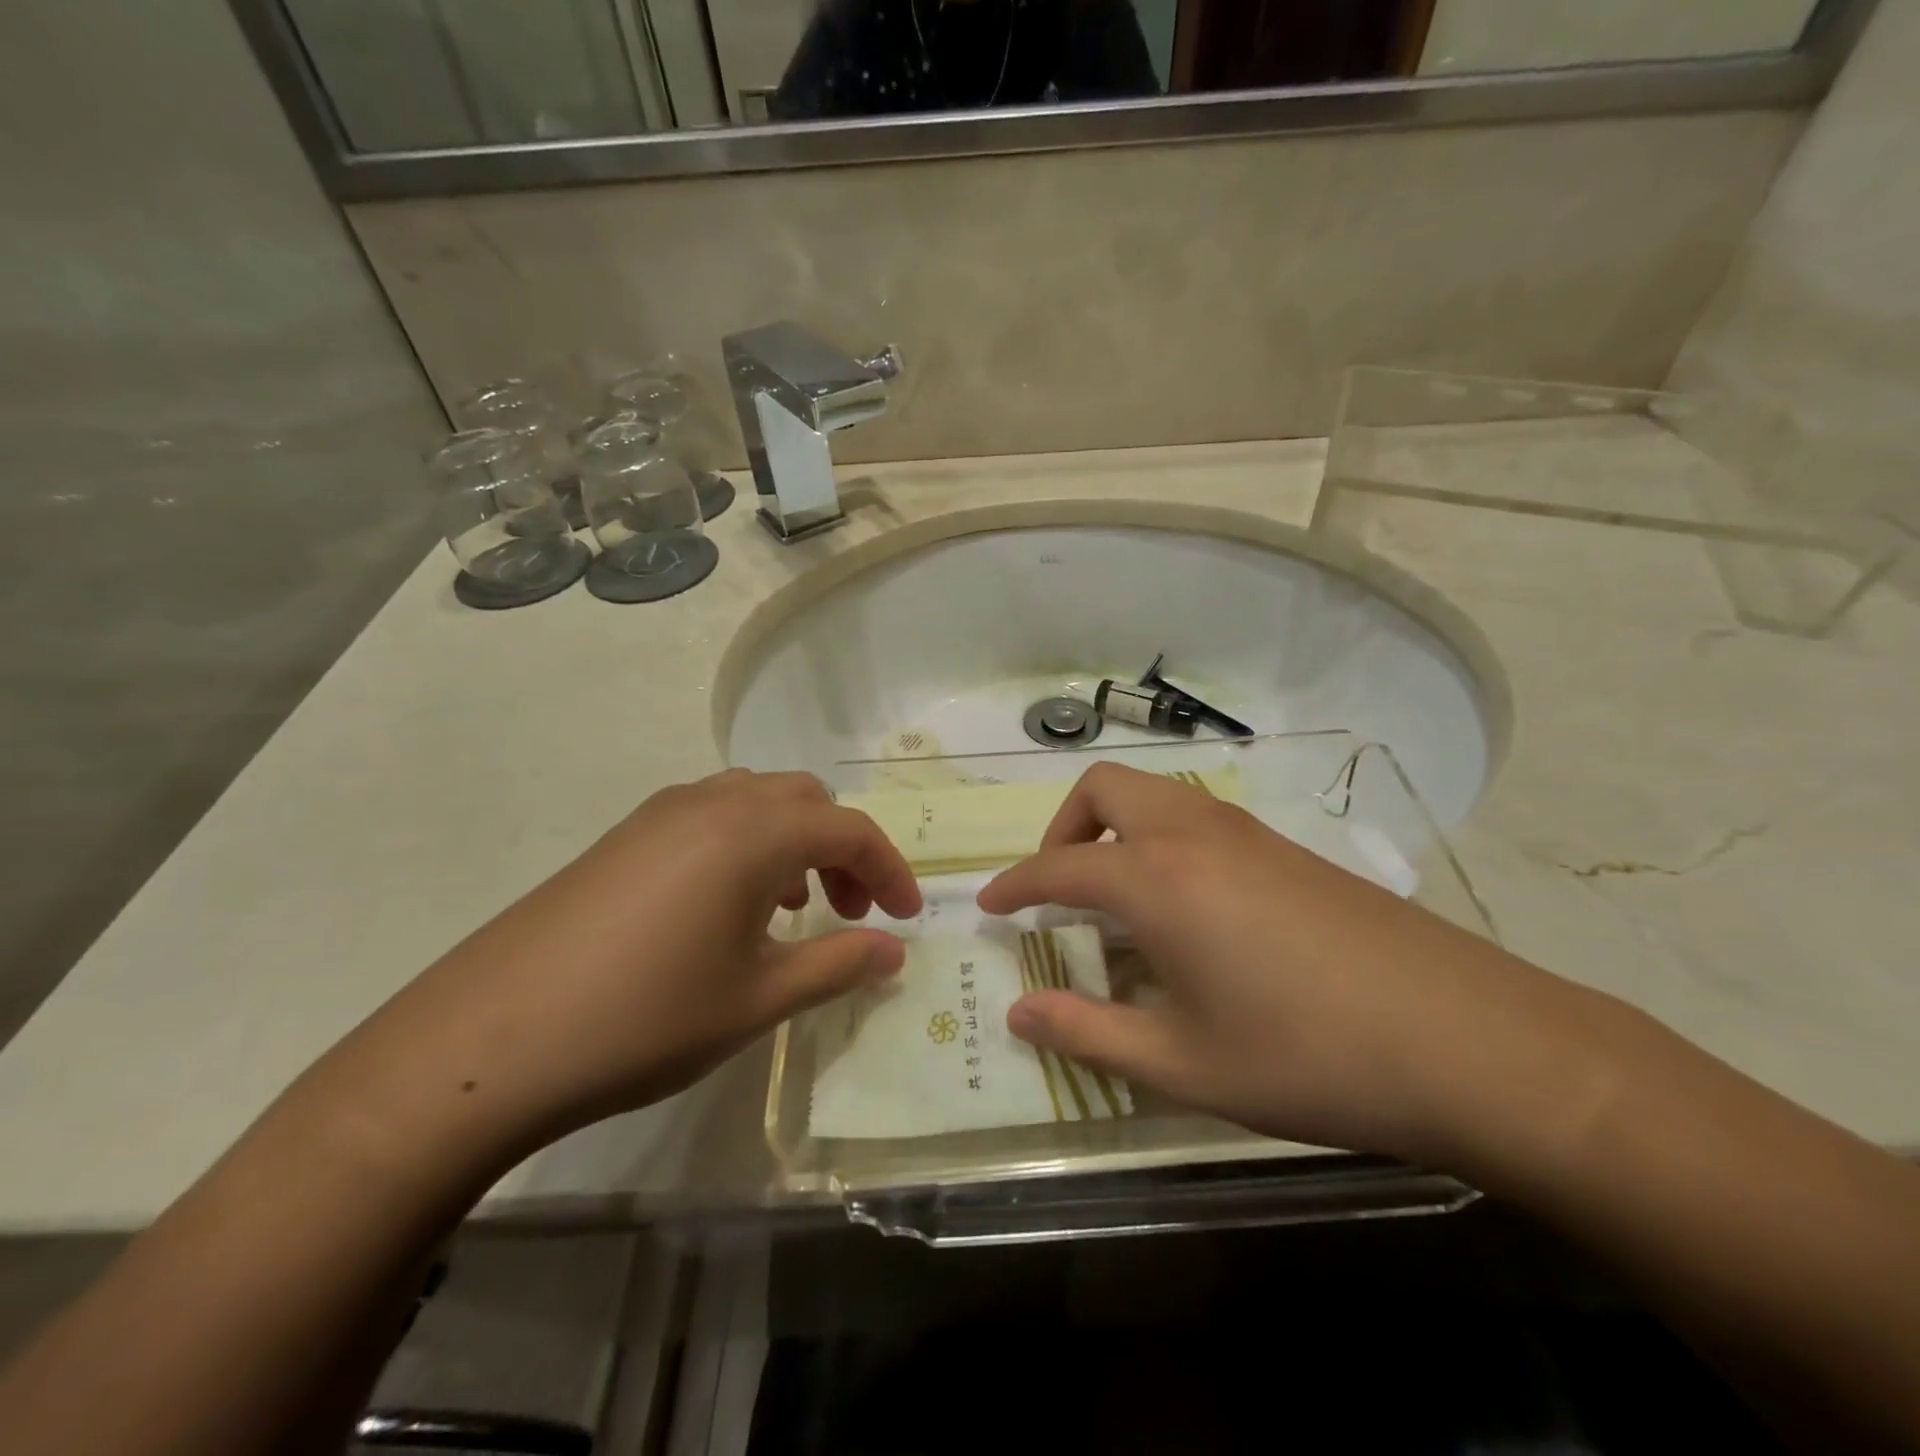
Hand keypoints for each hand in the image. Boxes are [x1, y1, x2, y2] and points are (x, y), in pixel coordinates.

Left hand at [357, 770, 921, 1153]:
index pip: (849, 830)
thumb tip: (894, 952)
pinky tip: (730, 905)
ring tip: (794, 907)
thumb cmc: (643, 1020)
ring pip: (756, 801)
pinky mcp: (624, 836)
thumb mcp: (756, 1000)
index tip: (906, 917)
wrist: (486, 1043)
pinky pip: (711, 815)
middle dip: (843, 849)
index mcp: (752, 832)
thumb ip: (836, 965)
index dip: (889, 870)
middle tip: (850, 911)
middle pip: (806, 801)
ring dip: (794, 841)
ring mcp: (660, 813)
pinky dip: (746, 844)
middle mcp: (711, 803)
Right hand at [977, 763, 1597, 1163]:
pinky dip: (1162, 839)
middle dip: (1063, 829)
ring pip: (1154, 794)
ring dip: (1116, 828)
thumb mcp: (1182, 1063)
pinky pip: (1197, 816)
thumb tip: (1016, 1013)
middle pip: (1103, 789)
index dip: (1014, 885)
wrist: (1471, 1041)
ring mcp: (1247, 832)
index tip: (989, 905)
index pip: (1058, 866)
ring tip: (1118, 900)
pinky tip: (1189, 909)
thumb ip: (1087, 1033)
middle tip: (1059, 890)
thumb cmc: (1309, 1057)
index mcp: (1157, 879)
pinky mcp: (1288, 847)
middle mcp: (1194, 834)